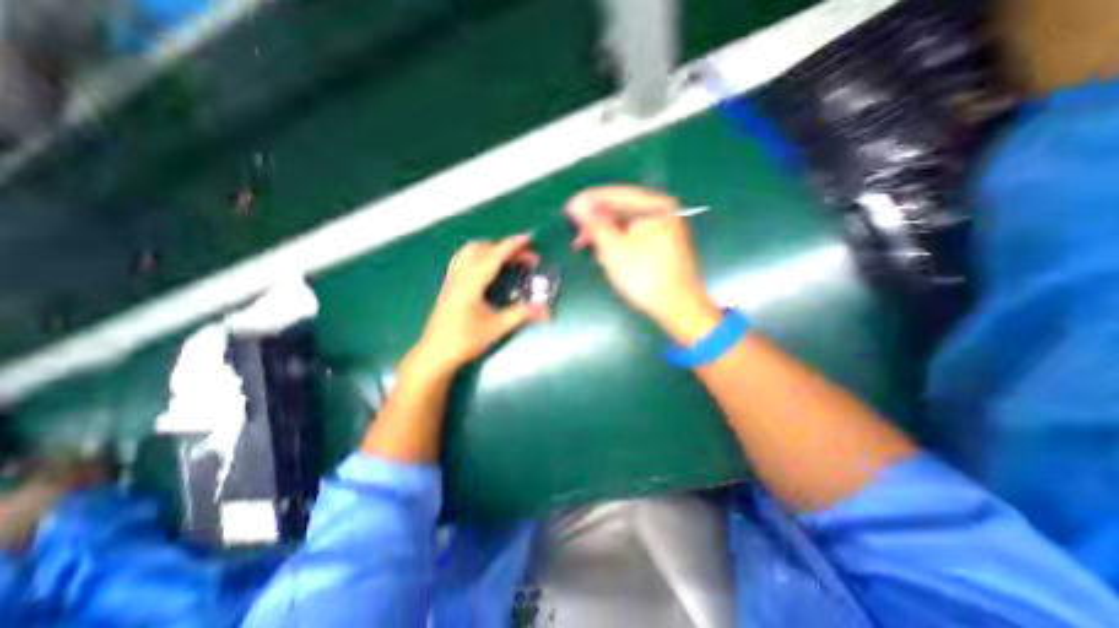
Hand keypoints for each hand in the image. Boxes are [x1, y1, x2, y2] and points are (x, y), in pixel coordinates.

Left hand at [410, 231, 551, 375]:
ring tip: (508, 258)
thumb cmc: (464, 341)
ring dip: (490, 248)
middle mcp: (459, 276)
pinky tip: (487, 267)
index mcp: (471, 283)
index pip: (494, 256)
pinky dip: (479, 255)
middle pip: (482, 249)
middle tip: (526, 257)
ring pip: (469, 252)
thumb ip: (522, 314)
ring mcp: (451, 279)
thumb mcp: (496, 327)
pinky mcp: (449, 285)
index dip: (512, 245)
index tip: (528, 238)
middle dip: (505, 247)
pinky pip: (463, 259)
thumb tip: (547, 310)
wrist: (435, 354)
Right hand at [564, 184, 721, 346]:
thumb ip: (594, 224)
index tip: (568, 208)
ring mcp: (664, 228)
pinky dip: (618, 243)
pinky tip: (606, 253)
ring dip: (605, 234)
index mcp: (655, 206)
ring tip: (588, 246)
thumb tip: (577, 205)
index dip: (589, 201)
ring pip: (626, 224)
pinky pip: (634, 235)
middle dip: (597, 222)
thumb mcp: (614, 249)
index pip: (615, 194)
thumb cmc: (645, 277)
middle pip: (621, 209)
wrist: (678, 307)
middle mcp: (662, 211)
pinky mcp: (662, 244)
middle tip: (577, 234)